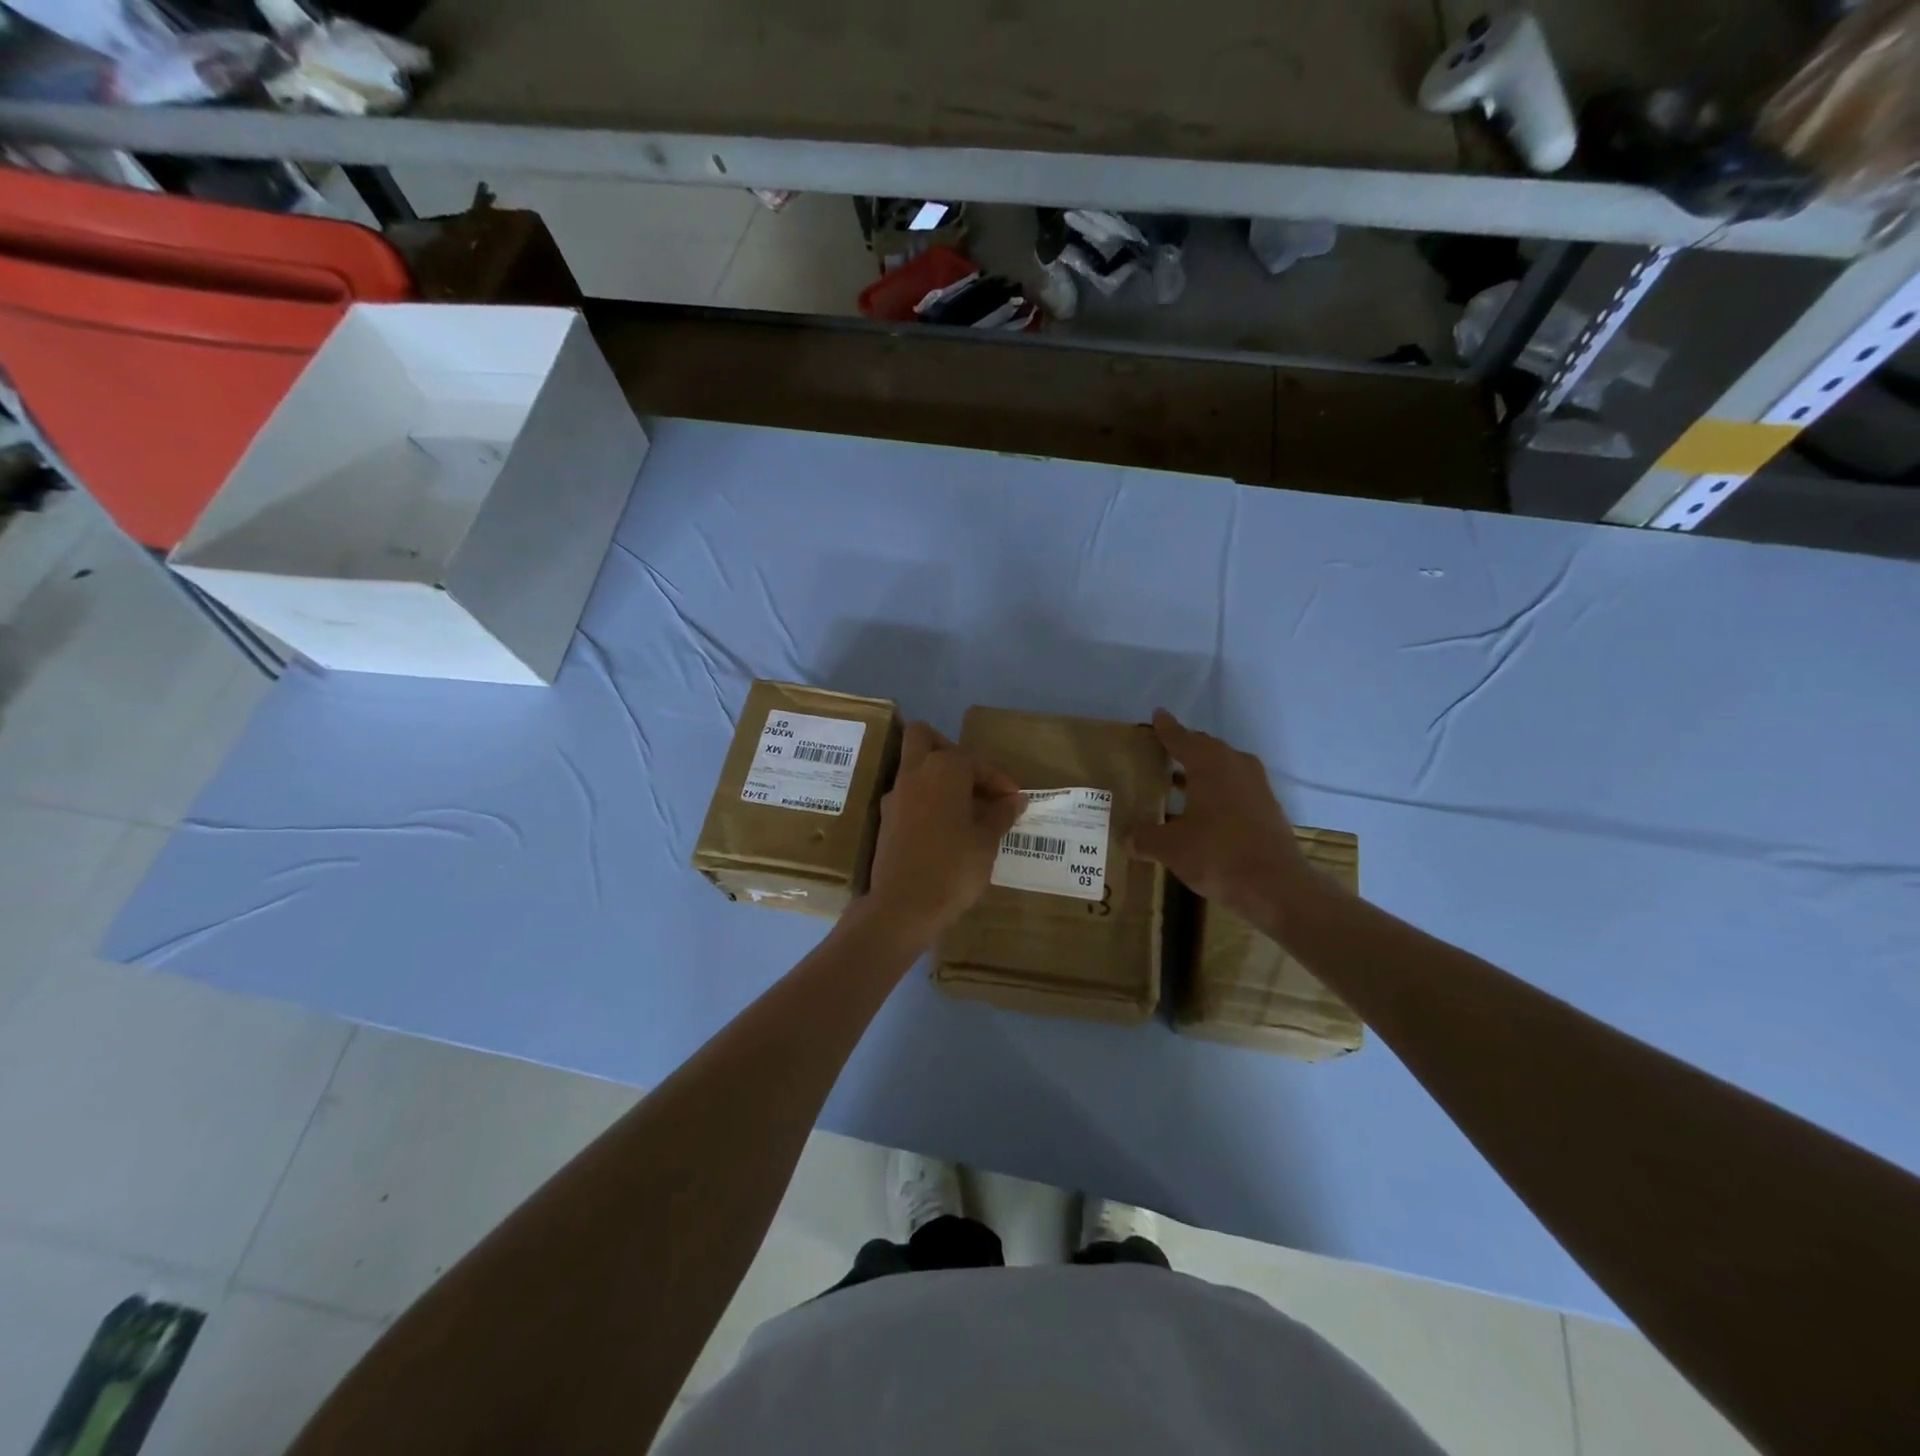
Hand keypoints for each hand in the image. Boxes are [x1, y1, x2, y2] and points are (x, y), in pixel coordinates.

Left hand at [863, 722, 1024, 943]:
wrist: (903, 906)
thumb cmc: (953, 868)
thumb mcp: (987, 841)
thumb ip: (1000, 814)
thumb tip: (1014, 800)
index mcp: (944, 769)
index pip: (977, 762)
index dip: (999, 781)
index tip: (1014, 801)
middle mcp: (914, 773)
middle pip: (925, 738)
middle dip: (949, 750)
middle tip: (973, 781)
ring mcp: (894, 795)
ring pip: (913, 767)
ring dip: (936, 778)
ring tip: (963, 808)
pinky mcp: (885, 819)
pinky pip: (908, 796)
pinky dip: (925, 801)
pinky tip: (944, 828)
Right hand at [1130, 709, 1322, 930]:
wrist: (1277, 887)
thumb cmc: (1218, 854)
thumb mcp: (1171, 848)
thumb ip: (1145, 838)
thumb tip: (1127, 837)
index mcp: (1210, 763)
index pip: (1182, 738)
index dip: (1166, 729)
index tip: (1157, 716)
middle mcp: (1236, 766)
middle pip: (1205, 749)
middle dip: (1184, 750)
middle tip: (1161, 754)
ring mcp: (1257, 787)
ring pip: (1223, 770)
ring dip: (1201, 774)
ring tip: (1176, 783)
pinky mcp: (1268, 809)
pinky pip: (1235, 789)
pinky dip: (1216, 793)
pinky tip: (1202, 812)